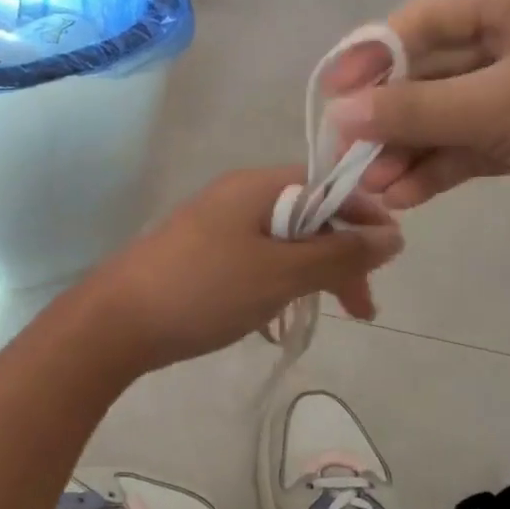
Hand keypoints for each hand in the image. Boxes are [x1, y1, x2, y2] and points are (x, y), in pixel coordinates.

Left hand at [84, 167, 402, 370]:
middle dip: (341, 259)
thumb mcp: (280, 274)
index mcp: (258, 187)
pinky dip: (276, 286)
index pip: (330, 187)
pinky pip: (254, 262)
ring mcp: (215, 227)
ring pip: (282, 244)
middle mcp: (237, 197)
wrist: (116, 321)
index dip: (365, 219)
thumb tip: (392, 236)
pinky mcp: (200, 257)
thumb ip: (338, 255)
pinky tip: (277, 321)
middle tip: (362, 309)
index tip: (388, 262)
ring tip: (324, 316)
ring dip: (310, 276)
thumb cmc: (204, 290)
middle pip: (308, 217)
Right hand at [327, 0, 509, 249]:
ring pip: (453, 111)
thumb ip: (415, 111)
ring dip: (412, 149)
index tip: (332, 99)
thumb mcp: (503, 111)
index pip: (426, 18)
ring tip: (374, 190)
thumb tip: (339, 114)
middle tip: (348, 158)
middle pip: (435, 69)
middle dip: (391, 118)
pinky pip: (479, 140)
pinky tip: (409, 196)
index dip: (371, 57)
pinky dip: (445, 165)